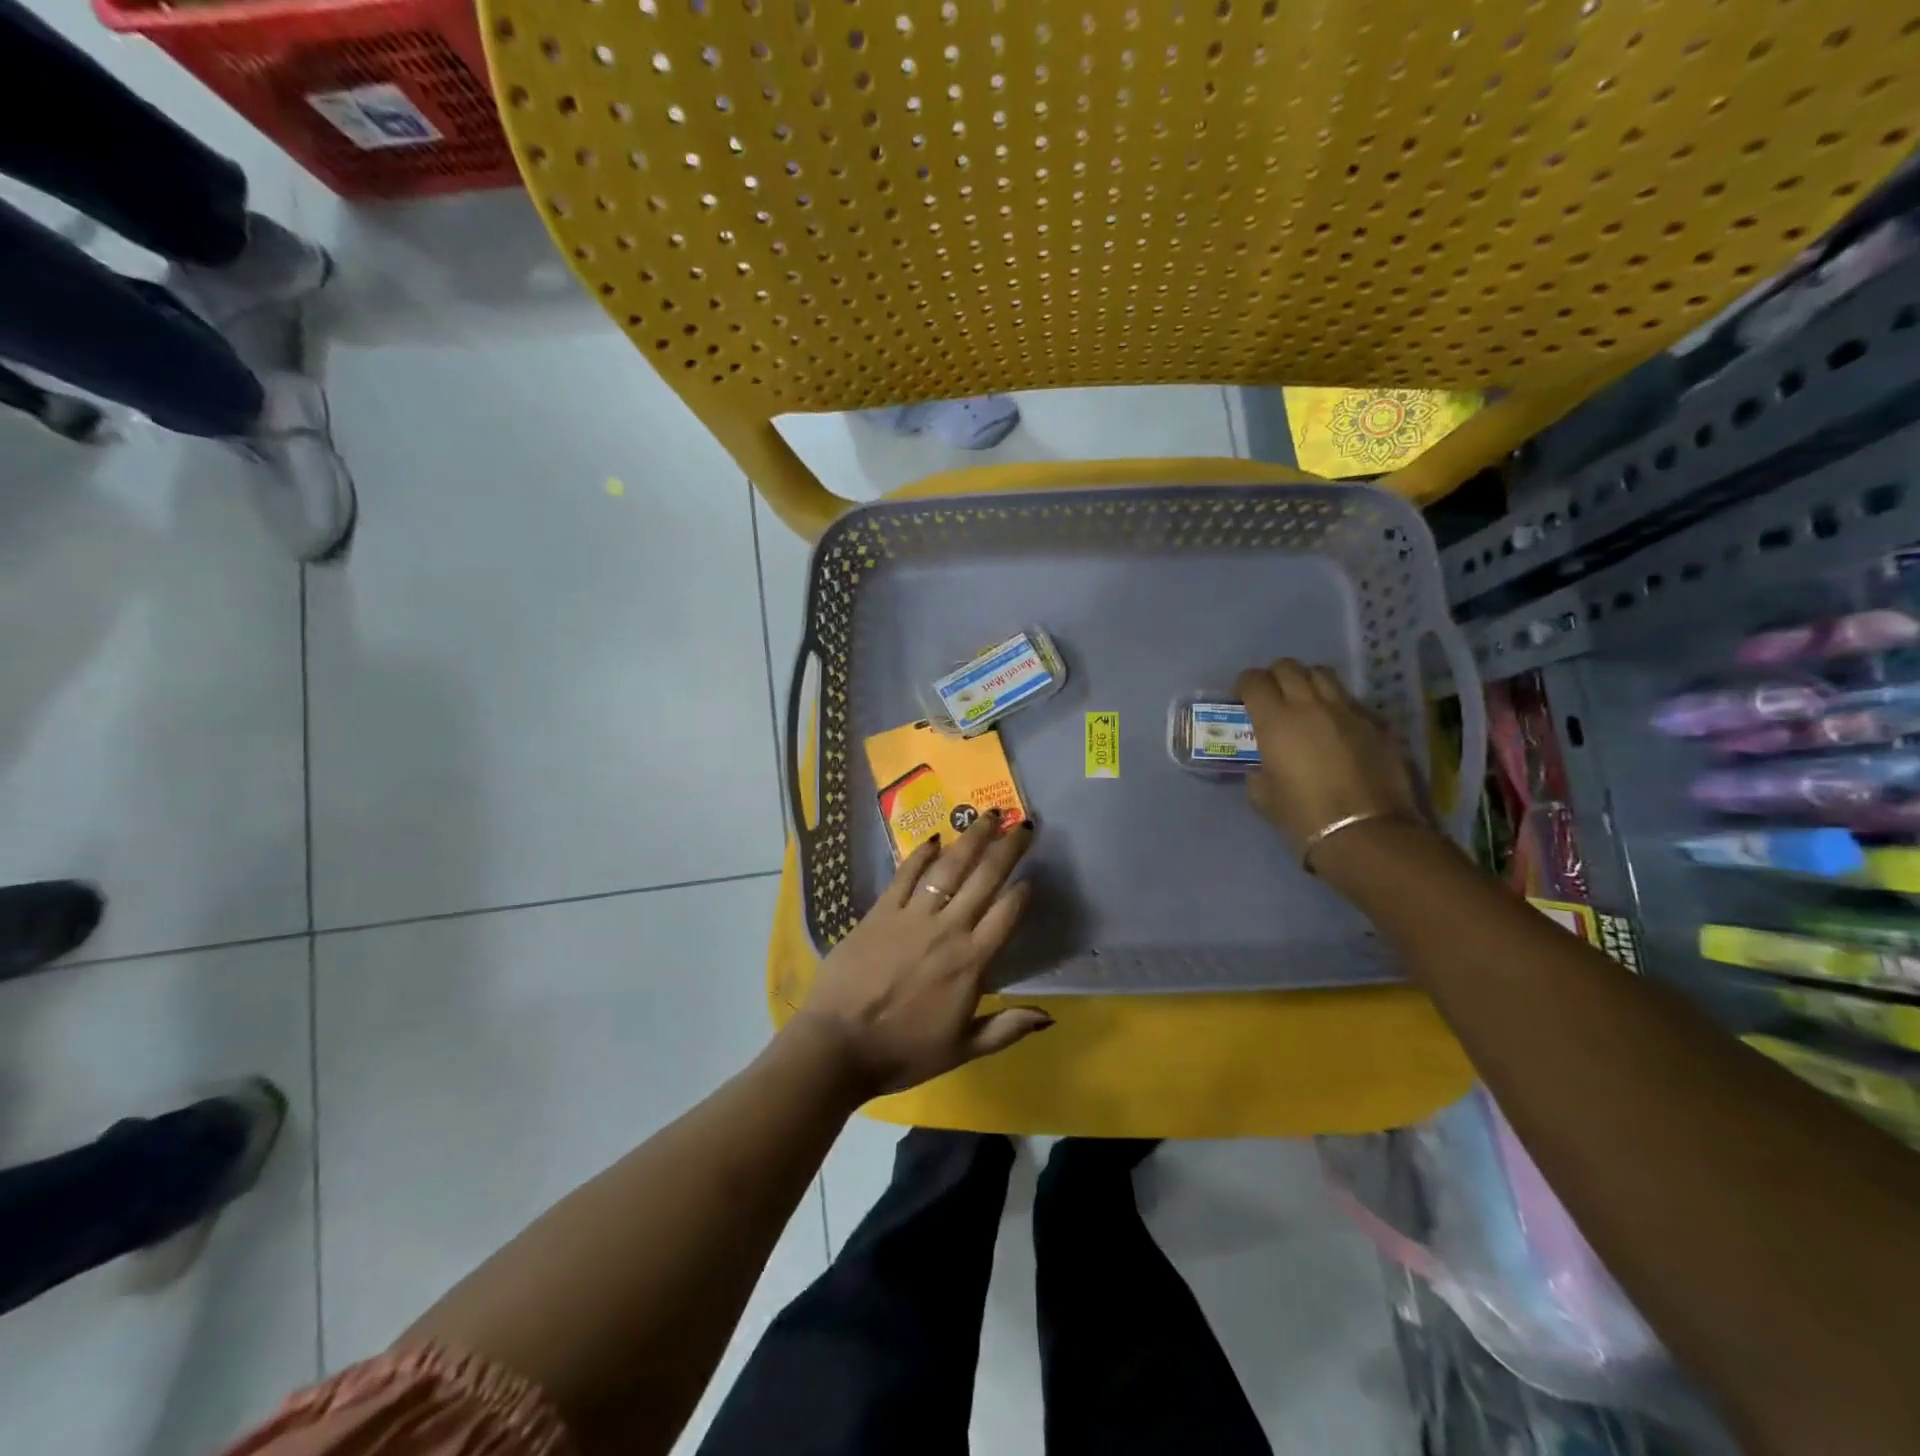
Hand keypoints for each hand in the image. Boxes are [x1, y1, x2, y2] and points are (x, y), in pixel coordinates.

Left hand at [793, 810, 1050, 1097]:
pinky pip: (905, 875)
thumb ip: (1006, 1028)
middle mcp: (947, 929)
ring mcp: (912, 916)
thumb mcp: (962, 1049)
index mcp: (971, 962)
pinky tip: (935, 840)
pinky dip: (921, 855)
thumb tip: (1048, 1017)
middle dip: (1007, 849)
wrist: (838, 1045)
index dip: (1022, 892)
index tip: (1031, 877)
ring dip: (971, 839)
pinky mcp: (880, 911)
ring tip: (987, 817)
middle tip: (1022, 825)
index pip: (1006, 915)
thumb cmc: (903, 1052)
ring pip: (949, 868)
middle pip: (984, 879)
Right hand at [1235, 658, 1426, 854]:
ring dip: (1308, 682)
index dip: (1245, 685)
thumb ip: (1258, 771)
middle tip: (1272, 697)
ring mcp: (1348, 711)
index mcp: (1275, 721)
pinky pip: (1351, 701)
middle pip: (1288, 667)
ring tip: (1305, 703)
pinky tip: (1337, 728)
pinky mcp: (1376, 724)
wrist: (1366, 833)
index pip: (1254, 681)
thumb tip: (1262, 766)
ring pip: (1323, 675)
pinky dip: (1337, 706)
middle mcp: (1310, 706)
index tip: (1243, 699)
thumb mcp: (1263, 797)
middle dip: (1275, 677)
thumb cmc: (1304, 817)